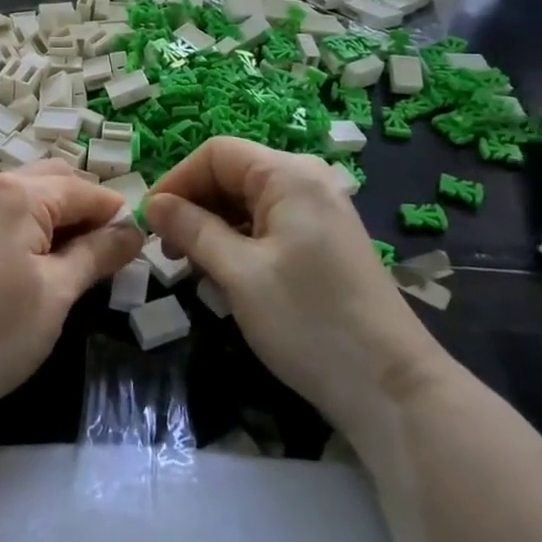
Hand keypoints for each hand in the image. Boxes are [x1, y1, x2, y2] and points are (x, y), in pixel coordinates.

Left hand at [0, 161, 142, 427]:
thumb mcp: (58, 292)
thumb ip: (98, 254)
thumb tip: (134, 230)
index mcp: (18, 194)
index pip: (82, 189)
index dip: (115, 212)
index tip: (139, 242)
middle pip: (54, 179)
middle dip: (85, 206)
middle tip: (106, 249)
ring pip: (27, 191)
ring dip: (57, 212)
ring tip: (76, 255)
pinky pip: (4, 207)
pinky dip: (29, 220)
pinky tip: (38, 255)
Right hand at [145, 138, 446, 438]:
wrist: (391, 387)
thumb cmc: (308, 321)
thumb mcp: (239, 273)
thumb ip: (192, 229)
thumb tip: (153, 204)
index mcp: (289, 175)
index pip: (216, 153)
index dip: (177, 180)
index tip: (150, 222)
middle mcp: (306, 182)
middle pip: (232, 174)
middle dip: (193, 206)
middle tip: (167, 251)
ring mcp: (318, 212)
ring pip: (246, 202)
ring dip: (212, 227)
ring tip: (192, 267)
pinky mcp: (322, 242)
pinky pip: (267, 225)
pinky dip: (238, 242)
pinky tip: (226, 276)